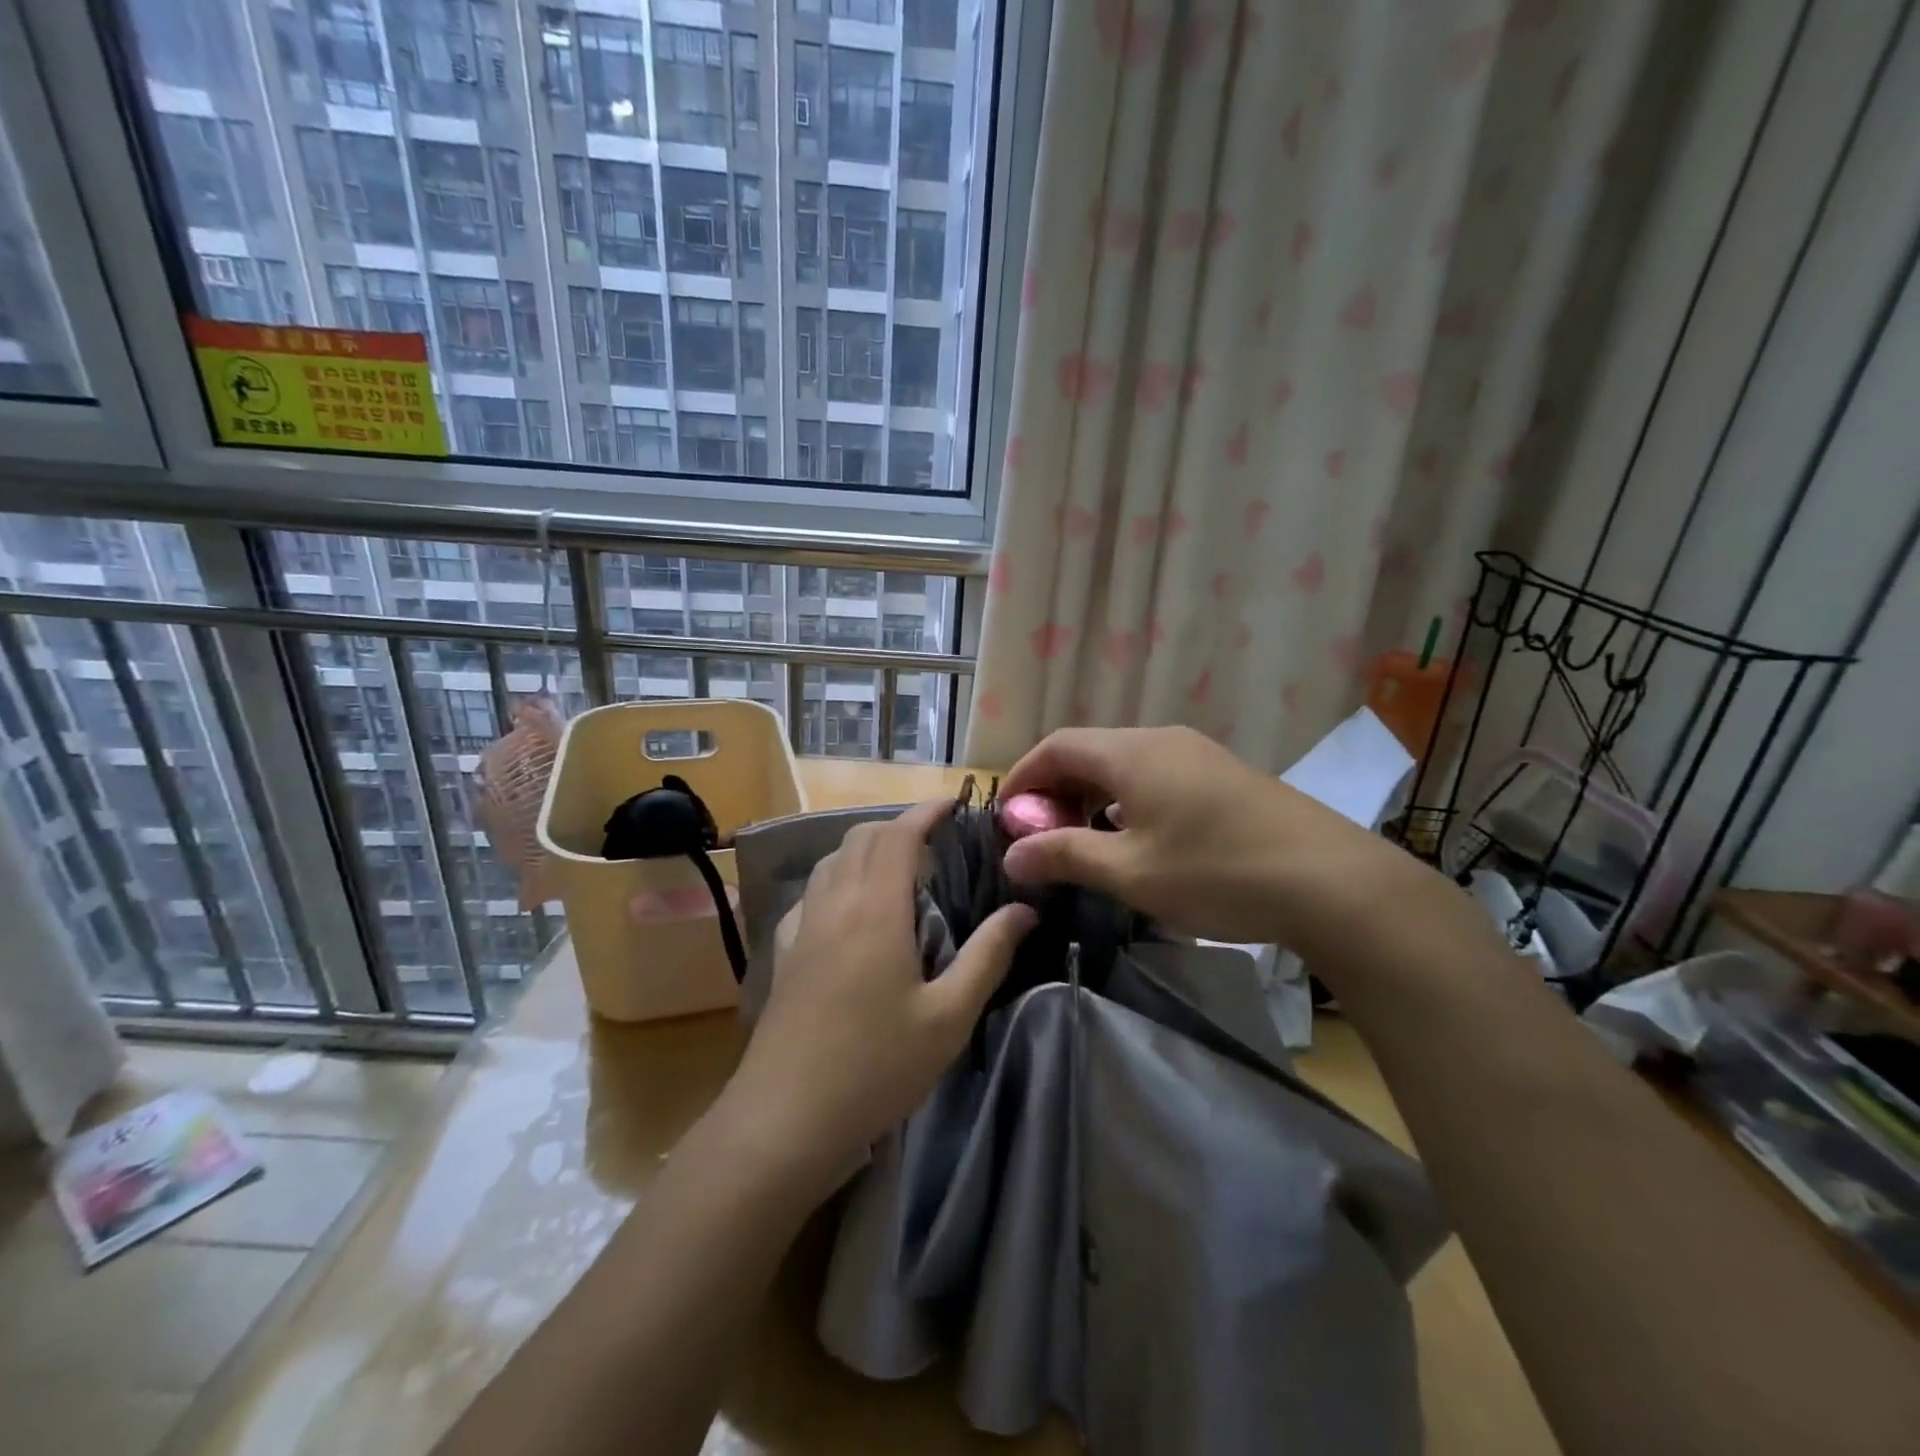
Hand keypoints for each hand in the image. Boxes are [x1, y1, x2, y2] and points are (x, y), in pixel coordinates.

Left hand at [726, 799, 1036, 1182]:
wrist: (785, 1118)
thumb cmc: (876, 1067)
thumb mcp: (949, 1017)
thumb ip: (988, 955)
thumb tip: (1024, 909)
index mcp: (875, 908)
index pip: (899, 834)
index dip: (927, 811)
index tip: (956, 805)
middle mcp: (834, 903)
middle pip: (861, 837)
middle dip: (899, 825)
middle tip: (937, 843)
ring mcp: (802, 926)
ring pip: (833, 861)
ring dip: (866, 849)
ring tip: (899, 871)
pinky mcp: (783, 952)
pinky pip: (813, 892)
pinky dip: (839, 879)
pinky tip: (852, 912)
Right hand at [1000, 726, 1393, 946]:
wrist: (1330, 881)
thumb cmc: (1215, 872)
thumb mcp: (1129, 872)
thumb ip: (1064, 856)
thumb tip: (1011, 855)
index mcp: (1131, 753)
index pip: (1056, 746)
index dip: (1022, 778)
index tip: (1006, 819)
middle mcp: (1161, 740)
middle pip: (1089, 751)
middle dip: (1055, 790)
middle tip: (1041, 837)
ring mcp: (1197, 755)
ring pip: (1123, 765)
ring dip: (1091, 797)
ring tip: (1083, 842)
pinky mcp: (1223, 777)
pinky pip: (1155, 777)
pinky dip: (1126, 801)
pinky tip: (1135, 841)